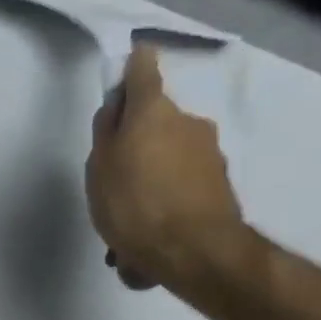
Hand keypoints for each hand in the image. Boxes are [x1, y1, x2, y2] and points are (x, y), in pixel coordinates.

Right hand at [85, 45, 250, 294]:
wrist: (195, 252)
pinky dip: (165, 206)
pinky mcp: (220, 187)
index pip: (143, 70)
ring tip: (128, 227)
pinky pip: (181, 190)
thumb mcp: (100, 168)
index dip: (132, 67)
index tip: (124, 70)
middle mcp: (189, 123)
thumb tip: (117, 107)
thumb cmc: (135, 204)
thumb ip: (106, 133)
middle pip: (157, 123)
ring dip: (150, 183)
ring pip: (168, 162)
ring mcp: (210, 155)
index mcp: (154, 112)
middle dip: (138, 145)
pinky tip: (148, 242)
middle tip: (114, 181)